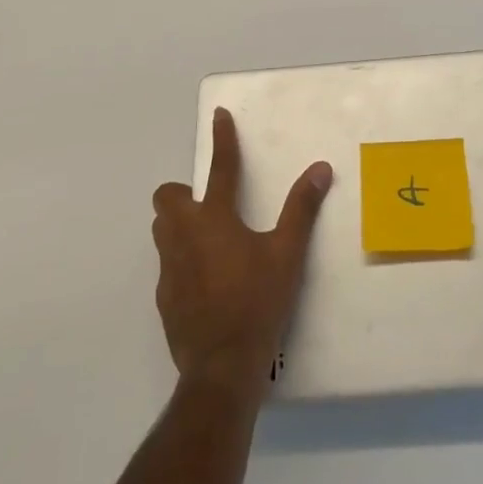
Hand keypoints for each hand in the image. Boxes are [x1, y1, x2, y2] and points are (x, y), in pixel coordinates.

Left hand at [151, 108, 332, 393]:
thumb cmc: (257, 303)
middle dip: (183, 193)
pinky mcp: (165, 298)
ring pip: (162, 230)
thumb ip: (301, 209)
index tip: (219, 115)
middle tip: (210, 206)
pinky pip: (167, 265)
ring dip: (178, 224)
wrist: (221, 368)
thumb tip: (320, 170)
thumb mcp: (287, 254)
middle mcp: (185, 235)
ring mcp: (170, 268)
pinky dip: (182, 262)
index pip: (220, 166)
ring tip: (208, 241)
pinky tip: (206, 283)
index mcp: (215, 218)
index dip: (222, 138)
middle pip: (168, 197)